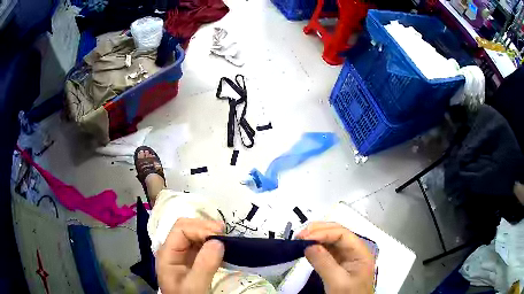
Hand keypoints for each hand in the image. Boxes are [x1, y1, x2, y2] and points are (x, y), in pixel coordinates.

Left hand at [156, 218, 224, 293]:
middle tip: (225, 234)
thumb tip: (218, 242)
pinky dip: (213, 243)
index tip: (220, 236)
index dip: (200, 228)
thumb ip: (204, 265)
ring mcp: (182, 255)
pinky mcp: (192, 261)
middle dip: (205, 228)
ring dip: (210, 234)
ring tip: (226, 240)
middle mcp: (173, 250)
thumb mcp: (194, 286)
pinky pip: (202, 245)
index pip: (181, 229)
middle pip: (187, 228)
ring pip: (195, 235)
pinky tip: (222, 248)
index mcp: (168, 253)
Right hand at [297, 222, 374, 293]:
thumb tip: (308, 245)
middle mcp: (354, 250)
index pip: (342, 234)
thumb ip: (324, 263)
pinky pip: (327, 249)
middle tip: (299, 235)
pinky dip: (316, 246)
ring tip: (300, 238)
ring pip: (331, 239)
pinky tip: (307, 247)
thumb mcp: (337, 282)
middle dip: (318, 230)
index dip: (323, 232)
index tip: (304, 237)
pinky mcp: (339, 263)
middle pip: (337, 232)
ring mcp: (346, 256)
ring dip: (316, 236)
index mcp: (360, 252)